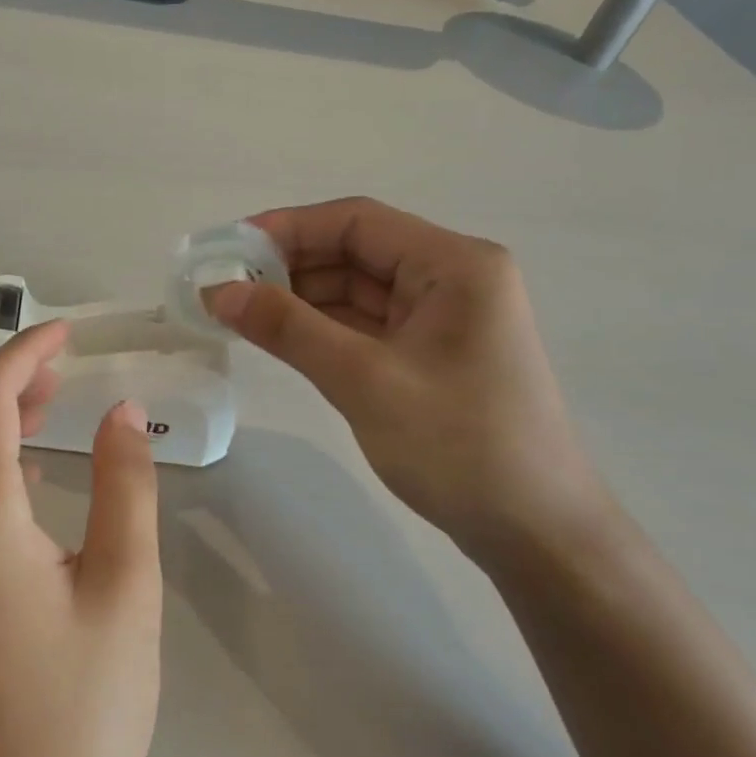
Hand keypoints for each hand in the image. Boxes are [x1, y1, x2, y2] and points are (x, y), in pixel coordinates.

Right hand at [209, 197, 613, 565]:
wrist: (536, 534)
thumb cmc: (459, 447)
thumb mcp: (365, 381)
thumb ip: (289, 329)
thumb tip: (219, 291)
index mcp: (454, 264)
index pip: (356, 222)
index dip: (287, 228)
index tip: (228, 249)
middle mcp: (451, 278)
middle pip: (355, 252)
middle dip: (288, 266)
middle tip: (222, 286)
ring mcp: (441, 318)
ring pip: (355, 290)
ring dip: (299, 298)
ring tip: (237, 311)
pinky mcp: (429, 354)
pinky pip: (364, 325)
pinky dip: (320, 328)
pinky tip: (277, 336)